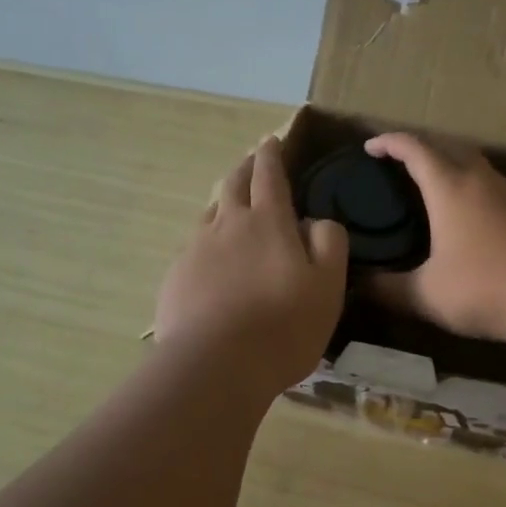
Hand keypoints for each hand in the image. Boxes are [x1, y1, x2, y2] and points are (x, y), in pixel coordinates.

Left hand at [154, 137, 348, 391]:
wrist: (214, 365)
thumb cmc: (283, 326)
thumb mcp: (328, 286)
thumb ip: (330, 244)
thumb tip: (316, 221)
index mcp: (269, 221)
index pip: (270, 174)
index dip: (272, 155)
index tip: (272, 141)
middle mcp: (228, 225)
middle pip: (233, 184)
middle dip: (245, 168)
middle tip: (253, 162)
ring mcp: (196, 249)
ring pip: (210, 213)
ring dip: (223, 203)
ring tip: (231, 208)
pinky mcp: (176, 277)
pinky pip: (194, 247)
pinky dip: (207, 242)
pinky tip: (211, 261)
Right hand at [363, 132, 505, 343]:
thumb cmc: (488, 288)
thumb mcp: (428, 295)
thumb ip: (388, 290)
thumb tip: (357, 285)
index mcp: (450, 188)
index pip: (415, 149)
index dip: (389, 142)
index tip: (370, 146)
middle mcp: (482, 181)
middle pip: (449, 147)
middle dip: (421, 147)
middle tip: (399, 162)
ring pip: (476, 166)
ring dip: (451, 166)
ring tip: (432, 187)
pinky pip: (494, 188)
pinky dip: (473, 189)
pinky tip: (471, 217)